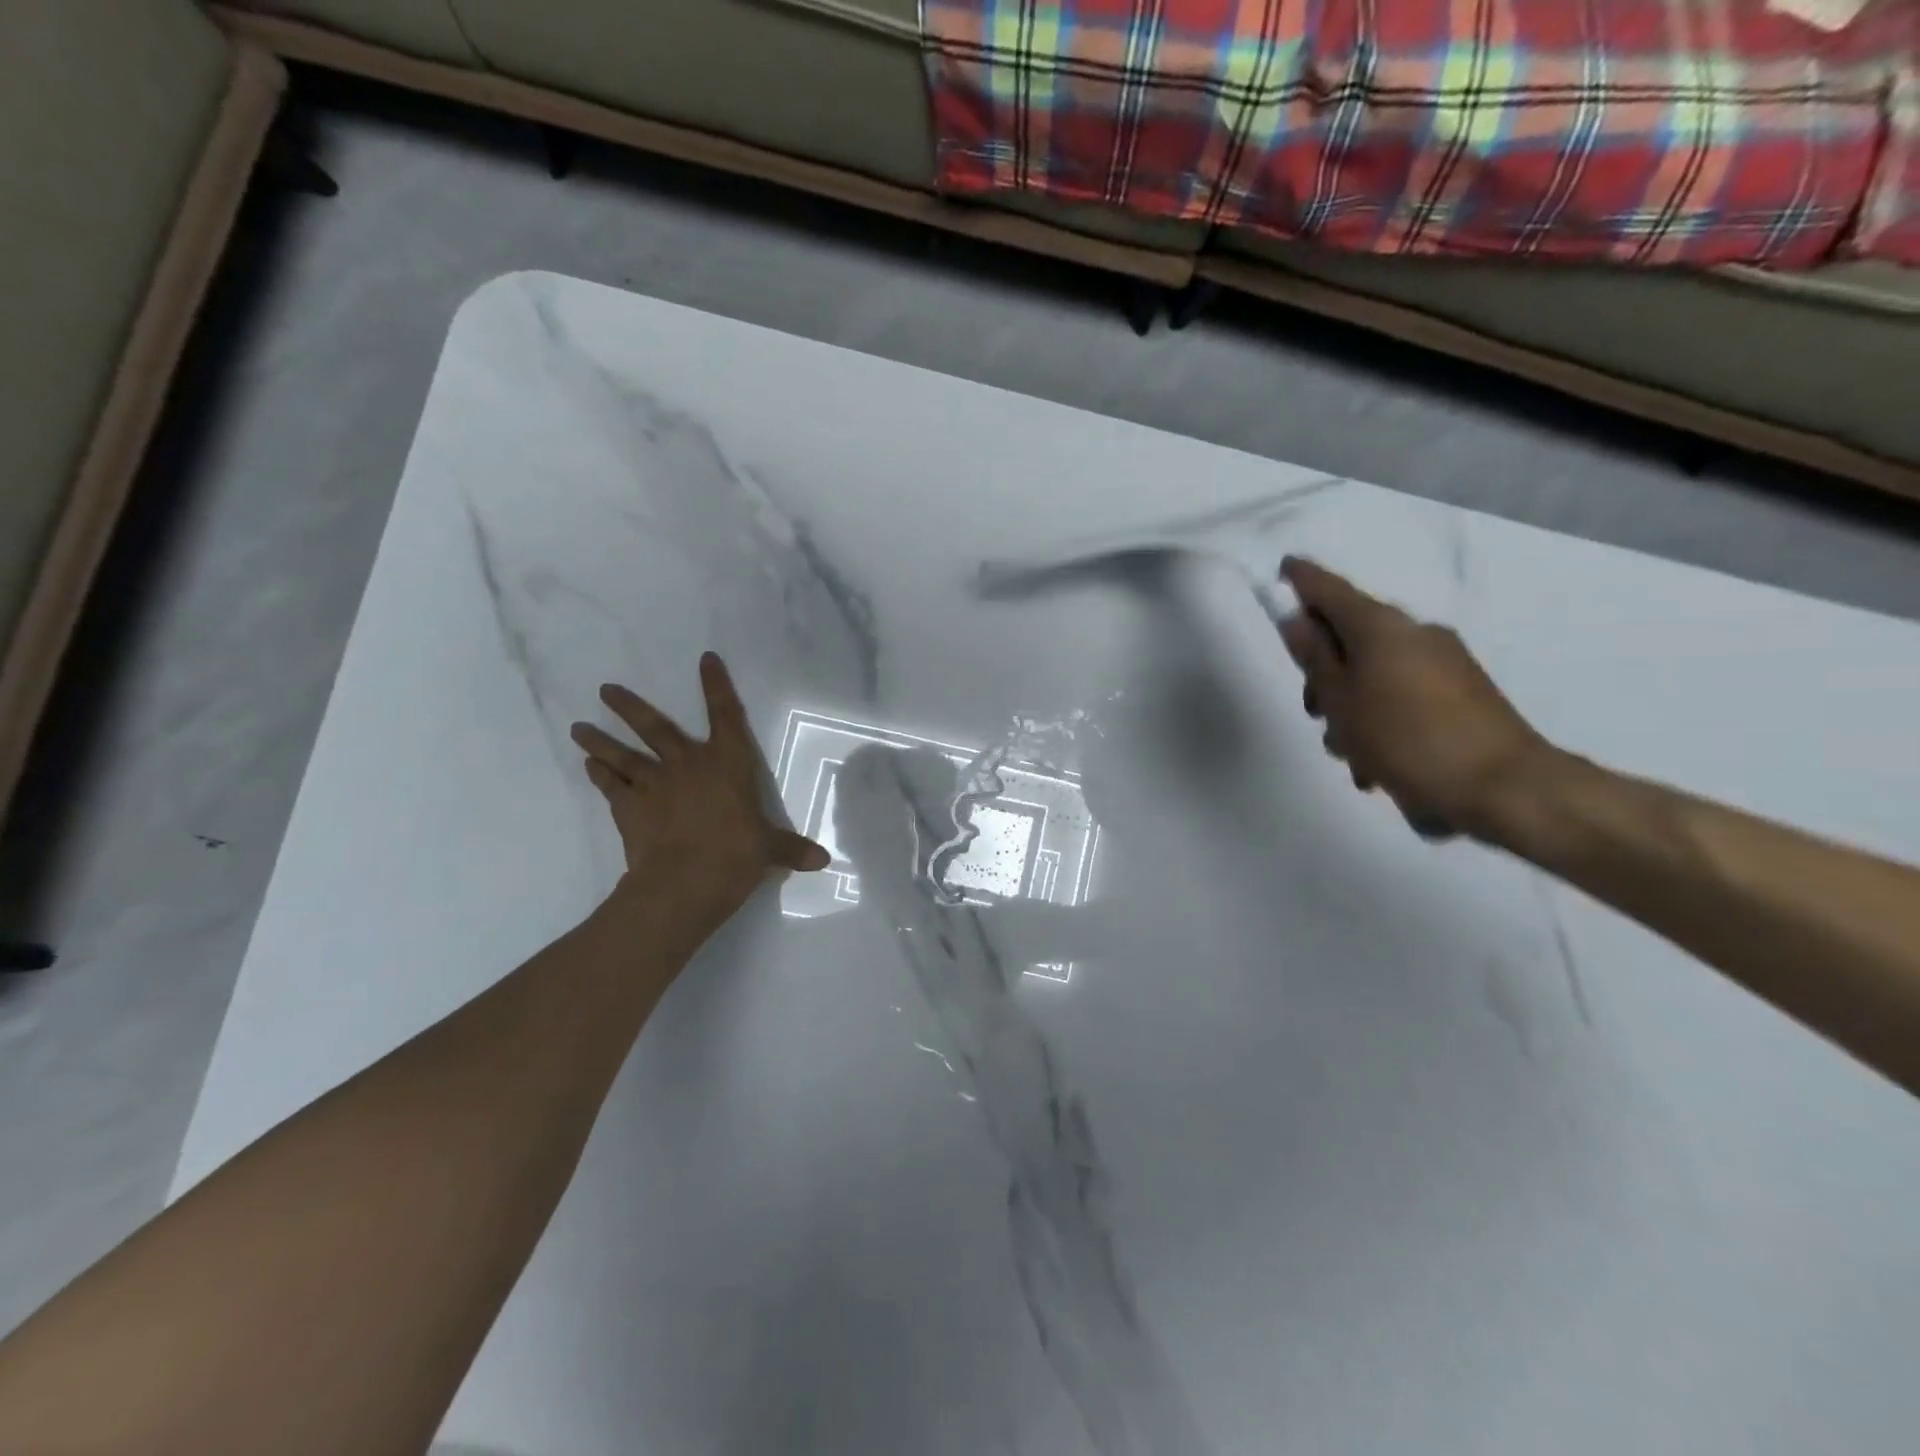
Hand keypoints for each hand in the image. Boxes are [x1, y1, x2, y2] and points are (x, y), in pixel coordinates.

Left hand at [570, 653, 828, 918]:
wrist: (685, 881)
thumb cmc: (736, 855)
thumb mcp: (770, 850)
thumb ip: (791, 850)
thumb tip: (823, 860)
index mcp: (727, 762)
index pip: (725, 714)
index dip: (717, 685)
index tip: (705, 659)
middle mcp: (687, 763)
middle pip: (654, 726)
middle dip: (629, 706)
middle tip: (604, 689)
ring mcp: (653, 784)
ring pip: (621, 754)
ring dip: (599, 740)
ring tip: (578, 727)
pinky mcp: (628, 808)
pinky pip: (610, 786)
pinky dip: (599, 776)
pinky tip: (588, 767)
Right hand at [1277, 557, 1553, 840]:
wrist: (1505, 787)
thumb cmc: (1406, 740)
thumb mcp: (1342, 702)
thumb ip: (1314, 658)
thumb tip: (1296, 620)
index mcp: (1381, 627)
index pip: (1330, 589)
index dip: (1302, 580)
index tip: (1282, 569)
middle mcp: (1414, 633)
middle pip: (1350, 638)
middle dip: (1324, 673)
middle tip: (1315, 713)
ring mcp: (1443, 662)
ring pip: (1374, 674)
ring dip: (1351, 708)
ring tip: (1352, 757)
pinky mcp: (1462, 693)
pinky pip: (1402, 695)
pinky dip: (1382, 720)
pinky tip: (1380, 767)